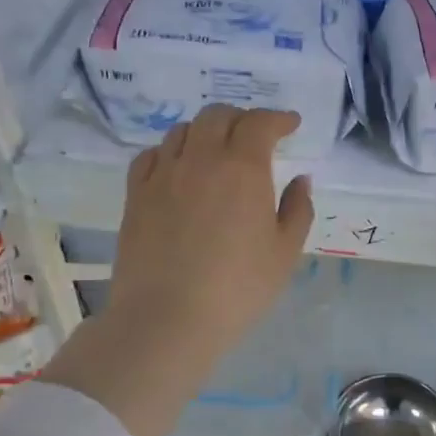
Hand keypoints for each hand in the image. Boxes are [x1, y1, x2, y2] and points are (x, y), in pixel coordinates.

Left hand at [106, 105, 314, 359]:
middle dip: (242, 118)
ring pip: (182, 131)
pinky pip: (151, 155)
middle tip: (256, 136)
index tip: (291, 125)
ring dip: (206, 131)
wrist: (167, 319)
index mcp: (242, 169)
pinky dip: (170, 151)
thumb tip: (300, 179)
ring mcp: (162, 175)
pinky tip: (178, 168)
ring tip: (217, 150)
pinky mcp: (135, 195)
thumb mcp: (284, 253)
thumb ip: (298, 209)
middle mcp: (200, 160)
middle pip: (217, 116)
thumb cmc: (238, 289)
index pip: (260, 124)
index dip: (278, 119)